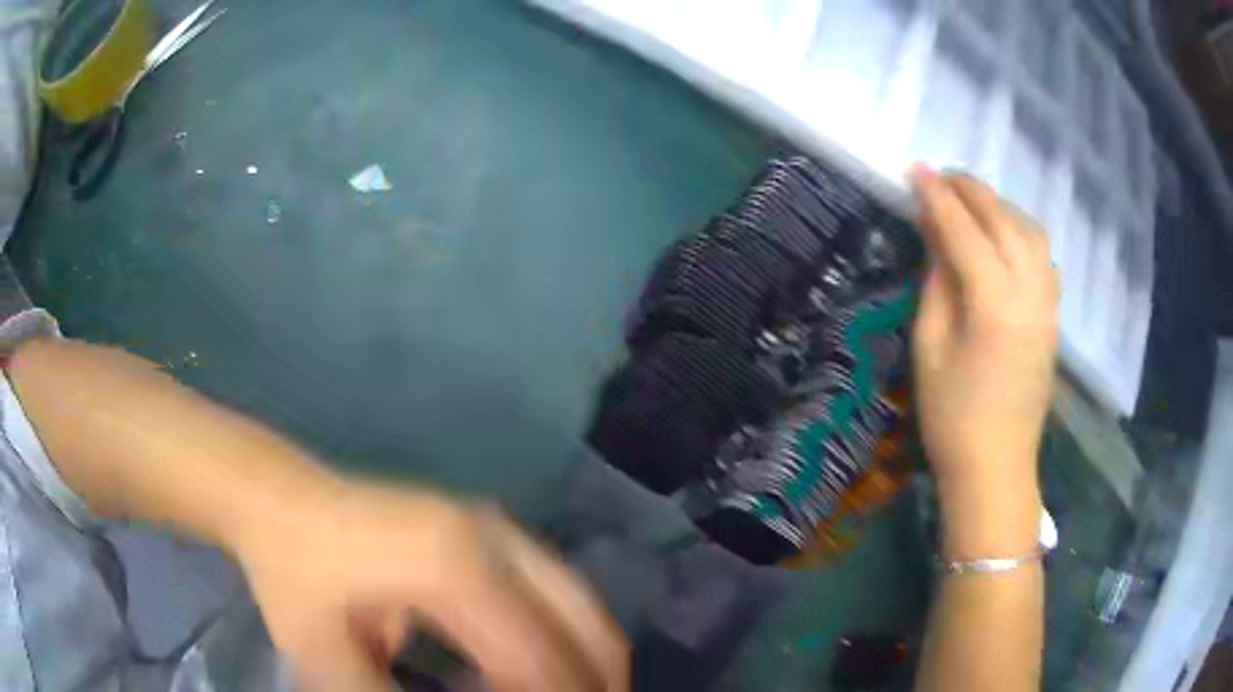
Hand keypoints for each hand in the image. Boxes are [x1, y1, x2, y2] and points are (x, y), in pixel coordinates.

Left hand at [235, 480, 627, 691]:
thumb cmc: (292, 575)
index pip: (538, 660)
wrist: (276, 499)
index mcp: (454, 570)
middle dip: (594, 686)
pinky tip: (528, 670)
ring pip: (581, 607)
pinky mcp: (489, 530)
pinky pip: (555, 593)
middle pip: (589, 627)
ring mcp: (495, 527)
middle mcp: (494, 540)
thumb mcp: (326, 660)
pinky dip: (562, 639)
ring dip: (584, 664)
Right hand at [908, 166, 1058, 556]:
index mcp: (993, 301)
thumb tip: (934, 233)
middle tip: (938, 177)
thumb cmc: (952, 416)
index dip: (935, 195)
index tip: (913, 168)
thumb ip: (936, 281)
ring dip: (998, 206)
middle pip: (1001, 218)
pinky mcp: (1054, 314)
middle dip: (968, 190)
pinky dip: (1019, 231)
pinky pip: (1042, 254)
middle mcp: (1029, 289)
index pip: (962, 228)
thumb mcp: (929, 346)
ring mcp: (1048, 301)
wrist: (997, 465)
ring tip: (970, 204)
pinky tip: (1002, 238)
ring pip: (1028, 229)